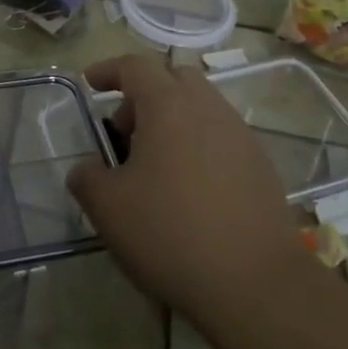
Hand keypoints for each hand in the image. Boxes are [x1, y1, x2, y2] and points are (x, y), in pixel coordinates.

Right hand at [68, 55, 307, 328]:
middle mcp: (208, 108)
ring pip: (200, 107)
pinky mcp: (260, 164)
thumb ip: (87, 178)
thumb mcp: (109, 208)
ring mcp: (240, 135)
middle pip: (173, 78)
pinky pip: (221, 136)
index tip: (90, 83)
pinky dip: (197, 144)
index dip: (109, 69)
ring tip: (154, 166)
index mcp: (169, 106)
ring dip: (172, 121)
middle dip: (143, 94)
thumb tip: (86, 169)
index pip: (135, 66)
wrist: (256, 282)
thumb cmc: (172, 233)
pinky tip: (188, 189)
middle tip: (123, 132)